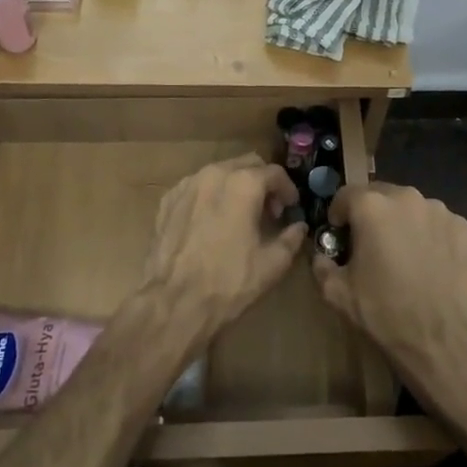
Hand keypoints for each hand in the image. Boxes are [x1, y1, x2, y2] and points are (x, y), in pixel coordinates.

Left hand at [141, 155, 304, 340]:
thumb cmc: (228, 282)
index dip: (287, 189)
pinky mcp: (168, 200)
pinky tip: (211, 222)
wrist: (173, 303)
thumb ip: (291, 239)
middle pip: (247, 164)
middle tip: (268, 211)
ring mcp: (187, 185)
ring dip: (236, 186)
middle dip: (262, 182)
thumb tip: (298, 227)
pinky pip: (196, 187)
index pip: (274, 173)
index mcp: (243, 184)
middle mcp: (214, 174)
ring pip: (220, 173)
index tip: (290, 208)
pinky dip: (210, 196)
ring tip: (240, 216)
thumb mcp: (271, 265)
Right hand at [311, 181, 466, 408]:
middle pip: (380, 196)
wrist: (441, 341)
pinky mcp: (461, 226)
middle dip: (371, 215)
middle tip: (370, 244)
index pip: (346, 195)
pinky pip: (436, 222)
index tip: (339, 234)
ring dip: (401, 222)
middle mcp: (406, 197)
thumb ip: (321, 265)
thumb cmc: (384, 313)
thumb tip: (321, 256)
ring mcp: (438, 210)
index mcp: (371, 207)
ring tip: (402, 253)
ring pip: (410, 207)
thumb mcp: (337, 293)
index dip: (338, 214)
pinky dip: (428, 233)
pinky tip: (428, 261)